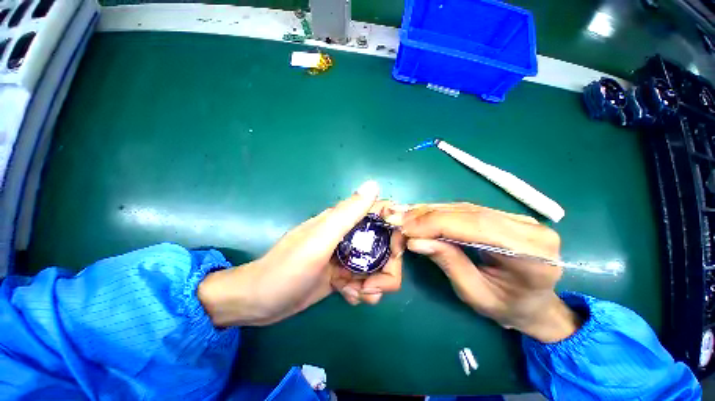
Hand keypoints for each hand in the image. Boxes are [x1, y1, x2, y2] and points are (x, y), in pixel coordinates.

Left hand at [198, 181, 405, 326]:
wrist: (260, 301)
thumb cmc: (287, 268)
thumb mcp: (319, 239)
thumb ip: (347, 213)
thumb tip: (374, 184)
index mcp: (345, 221)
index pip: (381, 214)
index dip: (396, 229)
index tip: (397, 251)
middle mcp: (350, 235)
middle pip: (386, 246)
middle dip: (386, 269)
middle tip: (372, 287)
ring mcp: (348, 256)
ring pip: (378, 266)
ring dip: (375, 285)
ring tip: (355, 293)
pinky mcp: (344, 274)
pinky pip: (366, 280)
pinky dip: (363, 291)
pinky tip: (348, 296)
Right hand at [390, 203, 579, 342]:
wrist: (534, 304)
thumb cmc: (507, 307)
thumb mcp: (474, 293)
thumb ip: (448, 262)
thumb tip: (415, 241)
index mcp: (532, 254)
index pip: (476, 226)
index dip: (436, 224)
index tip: (405, 228)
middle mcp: (528, 228)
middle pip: (468, 213)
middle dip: (428, 216)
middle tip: (398, 219)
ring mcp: (518, 218)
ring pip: (463, 208)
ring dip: (430, 212)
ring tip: (405, 217)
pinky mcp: (504, 215)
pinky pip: (465, 210)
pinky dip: (439, 212)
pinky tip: (421, 215)